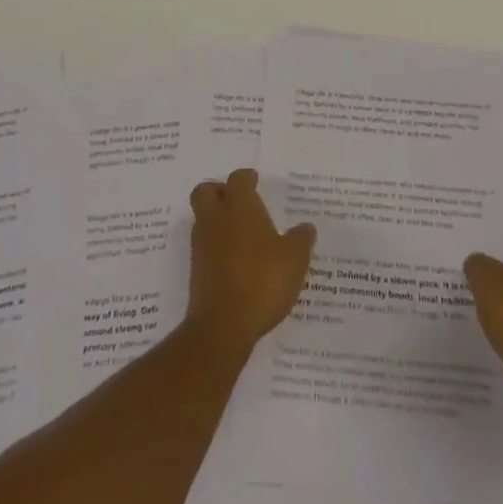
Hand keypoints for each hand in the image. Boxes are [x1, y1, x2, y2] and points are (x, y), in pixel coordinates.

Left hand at [186, 169, 315, 355]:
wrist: (223, 325)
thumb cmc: (262, 281)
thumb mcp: (294, 259)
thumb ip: (301, 239)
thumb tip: (306, 227)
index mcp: (239, 206)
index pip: (238, 179)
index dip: (247, 178)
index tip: (255, 181)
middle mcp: (216, 218)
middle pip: (206, 191)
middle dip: (220, 191)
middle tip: (239, 202)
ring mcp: (202, 244)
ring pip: (203, 218)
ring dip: (217, 220)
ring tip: (242, 235)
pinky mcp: (196, 270)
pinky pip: (205, 246)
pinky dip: (216, 247)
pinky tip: (236, 262)